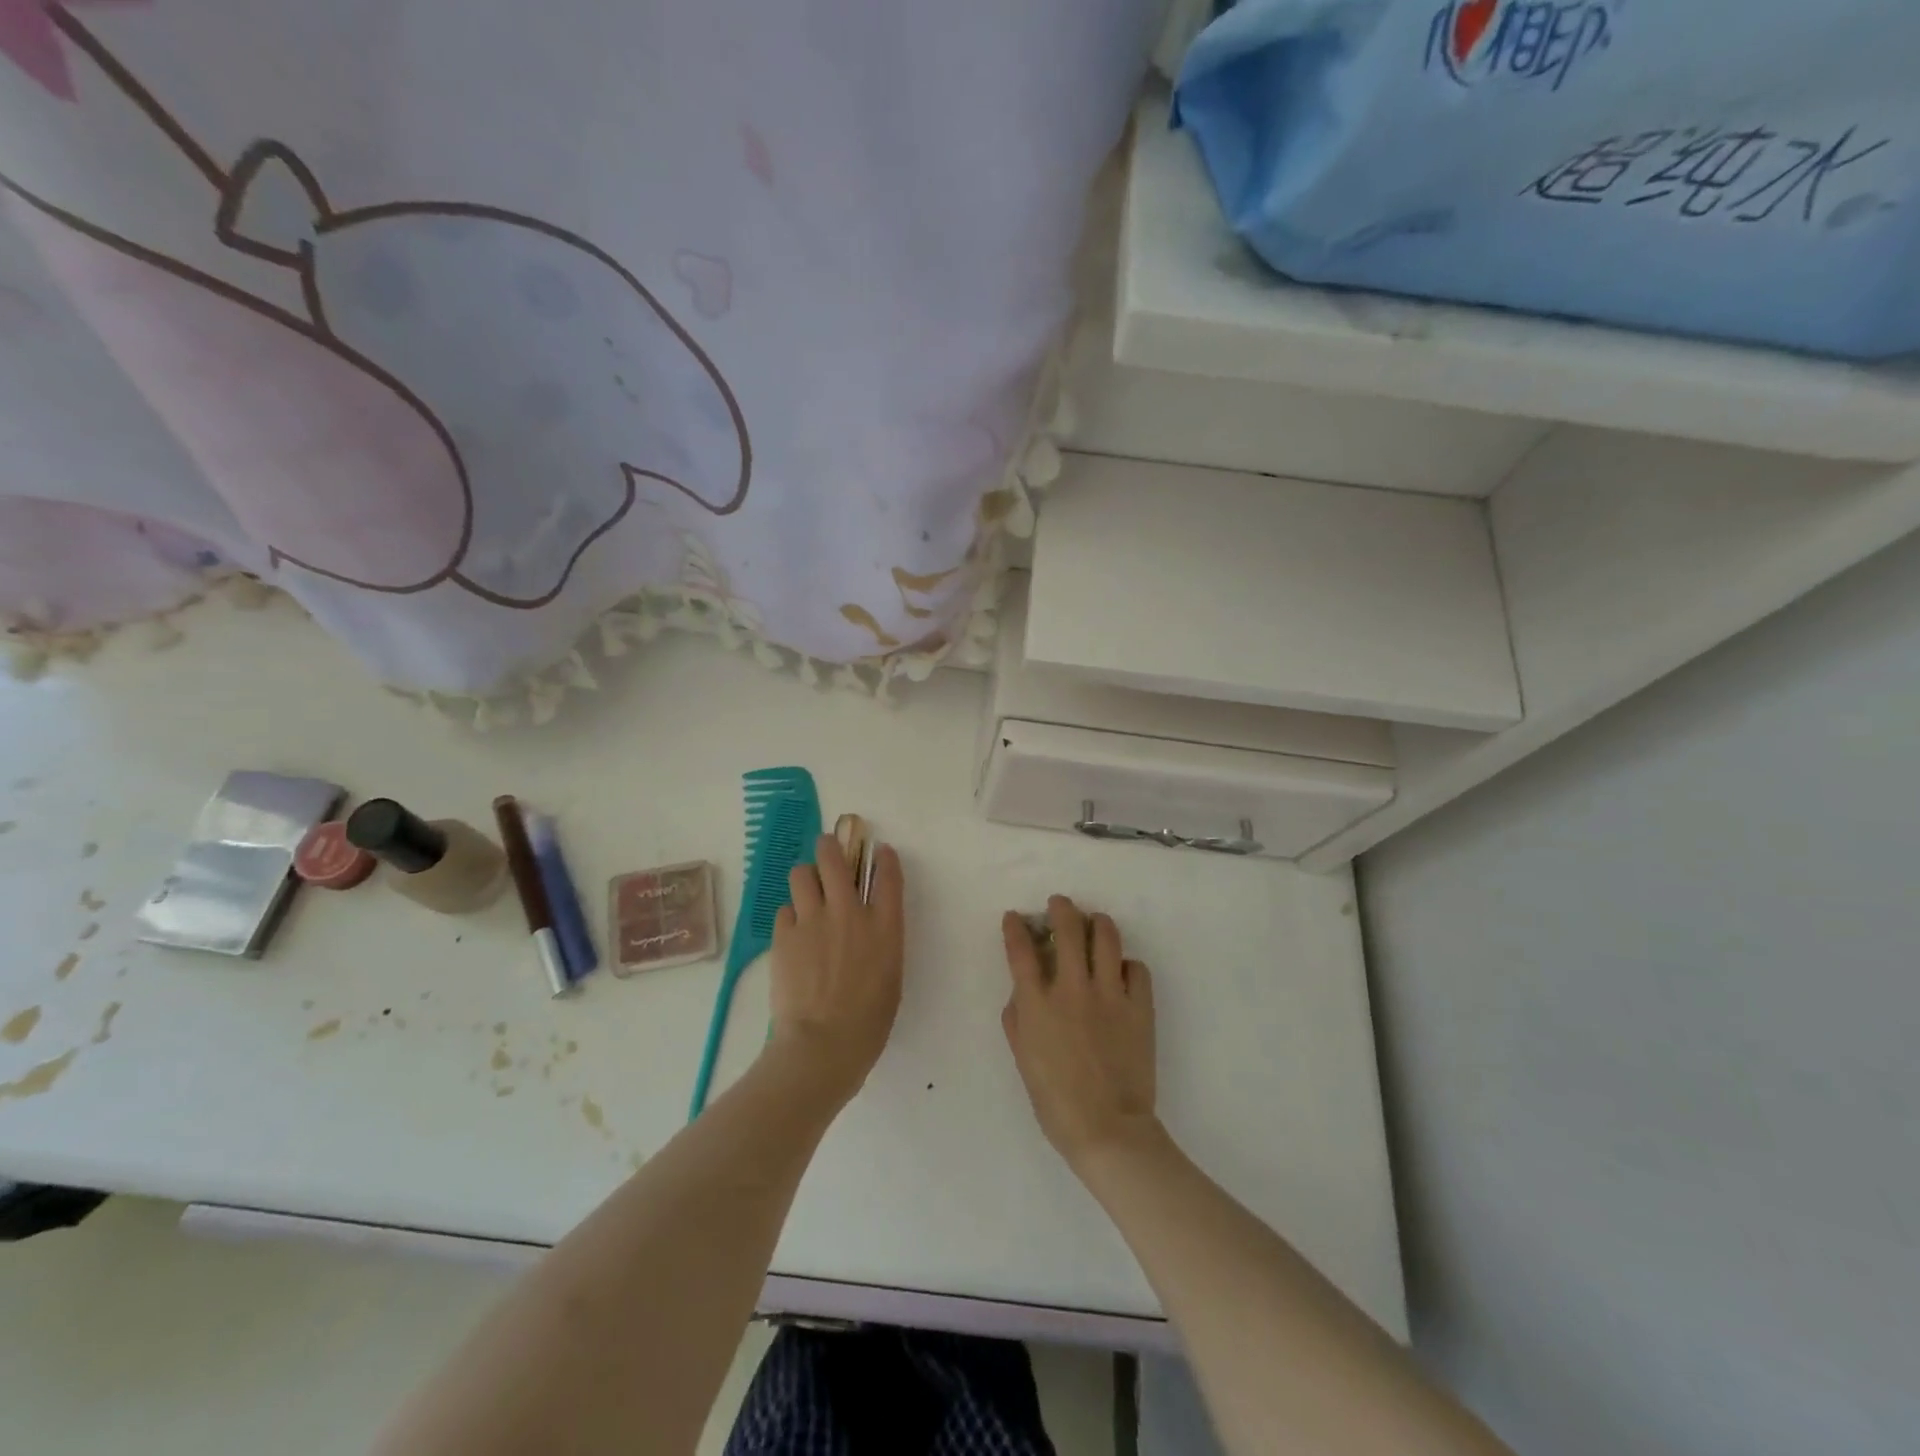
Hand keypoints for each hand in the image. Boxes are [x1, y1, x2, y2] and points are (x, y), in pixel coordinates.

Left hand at [766, 834, 904, 1104]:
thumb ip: (881, 942)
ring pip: (801, 874)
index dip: (884, 858)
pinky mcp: (784, 934)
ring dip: (806, 878)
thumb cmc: (868, 1023)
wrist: (822, 1045)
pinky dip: (791, 915)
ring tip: (806, 891)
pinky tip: (794, 932)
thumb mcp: (890, 977)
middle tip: (828, 850)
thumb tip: (868, 927)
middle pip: (834, 858)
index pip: (887, 875)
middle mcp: (849, 912)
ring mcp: (813, 920)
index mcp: (885, 926)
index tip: (880, 852)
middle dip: (830, 847)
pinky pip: (785, 909)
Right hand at [1001, 896, 1158, 1170]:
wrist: (1108, 1130)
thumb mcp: (1023, 1057)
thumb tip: (1022, 989)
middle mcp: (1072, 989)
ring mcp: (1109, 994)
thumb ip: (1017, 1017)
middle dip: (1061, 908)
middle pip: (1067, 929)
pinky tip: (1121, 971)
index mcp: (1037, 1003)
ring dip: (1098, 923)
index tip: (1015, 917)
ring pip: (1106, 937)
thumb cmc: (1055, 1100)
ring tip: (1095, 923)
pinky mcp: (1139, 1006)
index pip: (1021, 949)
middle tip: (1060, 905)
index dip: (1015, 927)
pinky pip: (1136, 968)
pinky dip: (1126, 964)